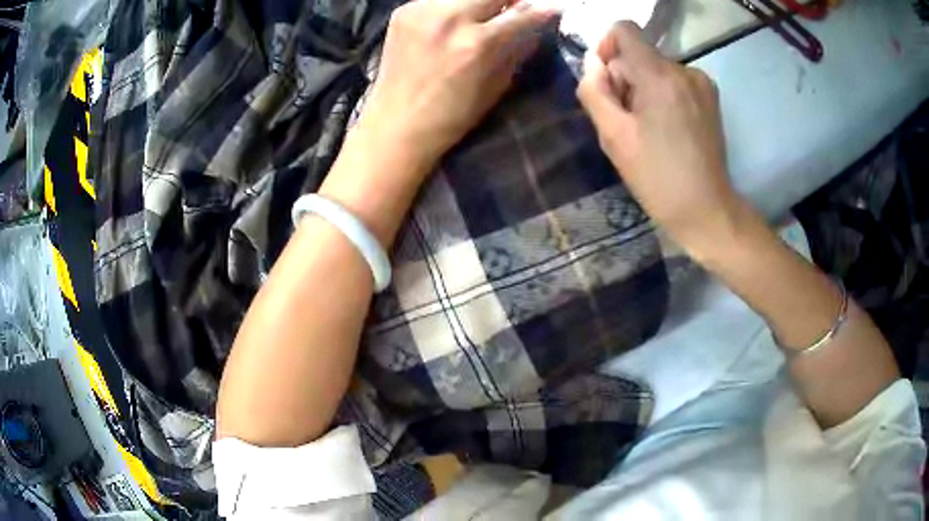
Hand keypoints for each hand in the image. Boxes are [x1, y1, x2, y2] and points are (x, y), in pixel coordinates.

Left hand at [356, 0, 558, 169]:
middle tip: (515, 8)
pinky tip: (452, 20)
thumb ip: (517, 49)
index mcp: (477, 43)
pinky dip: (453, 5)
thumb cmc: (451, 116)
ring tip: (483, 15)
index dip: (542, 11)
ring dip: (480, 1)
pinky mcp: (402, 11)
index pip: (522, 14)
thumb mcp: (496, 87)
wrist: (395, 124)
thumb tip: (536, 24)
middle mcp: (449, 18)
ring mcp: (422, 10)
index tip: (552, 8)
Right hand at [576, 22, 741, 249]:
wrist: (707, 209)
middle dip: (625, 79)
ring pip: (656, 69)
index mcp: (660, 75)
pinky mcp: (710, 97)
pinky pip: (674, 81)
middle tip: (626, 121)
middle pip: (639, 54)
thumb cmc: (657, 178)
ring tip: (648, 130)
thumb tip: (592, 63)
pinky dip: (663, 96)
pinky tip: (666, 128)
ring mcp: (701, 83)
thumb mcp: (613, 137)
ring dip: (643, 90)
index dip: (606, 47)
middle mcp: (684, 69)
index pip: (624, 30)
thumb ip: (594, 91)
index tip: (605, 80)